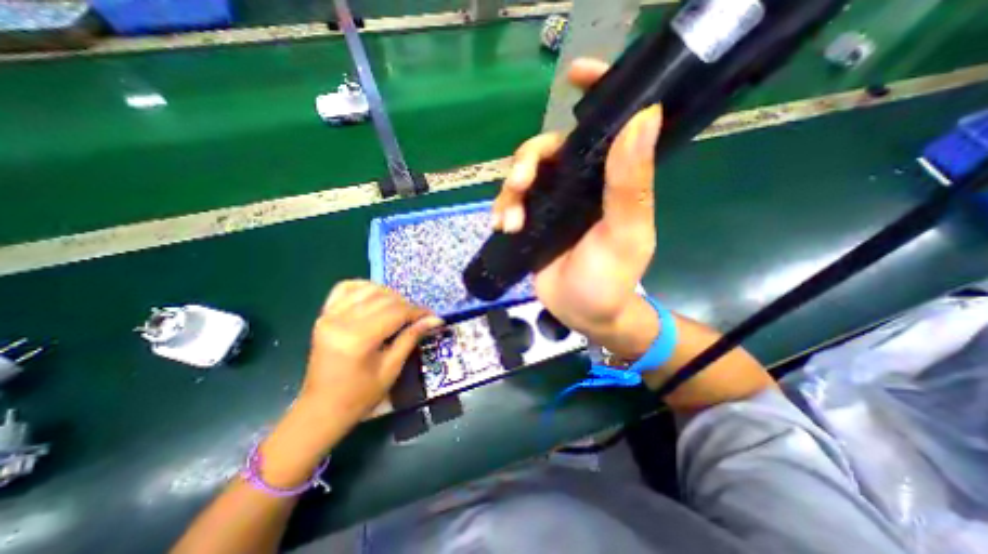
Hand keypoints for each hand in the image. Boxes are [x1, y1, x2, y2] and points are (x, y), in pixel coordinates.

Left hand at [299, 284, 441, 430]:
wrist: (322, 409)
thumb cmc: (361, 395)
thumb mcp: (392, 368)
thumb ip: (411, 337)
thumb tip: (435, 319)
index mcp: (358, 338)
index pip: (397, 312)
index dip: (418, 312)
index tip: (433, 316)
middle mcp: (341, 321)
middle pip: (384, 299)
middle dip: (407, 305)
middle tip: (418, 317)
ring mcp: (329, 315)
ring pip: (368, 289)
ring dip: (389, 295)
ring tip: (399, 309)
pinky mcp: (323, 315)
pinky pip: (345, 288)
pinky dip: (364, 287)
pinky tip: (375, 296)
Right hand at [495, 56, 662, 358]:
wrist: (583, 313)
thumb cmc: (610, 279)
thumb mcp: (624, 234)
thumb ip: (630, 184)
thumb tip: (643, 117)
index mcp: (607, 181)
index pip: (602, 129)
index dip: (592, 95)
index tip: (573, 74)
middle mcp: (579, 186)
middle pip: (546, 152)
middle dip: (527, 162)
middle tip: (520, 184)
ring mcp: (552, 204)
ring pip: (522, 178)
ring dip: (510, 193)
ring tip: (509, 222)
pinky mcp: (532, 222)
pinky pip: (511, 204)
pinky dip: (502, 210)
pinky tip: (501, 226)